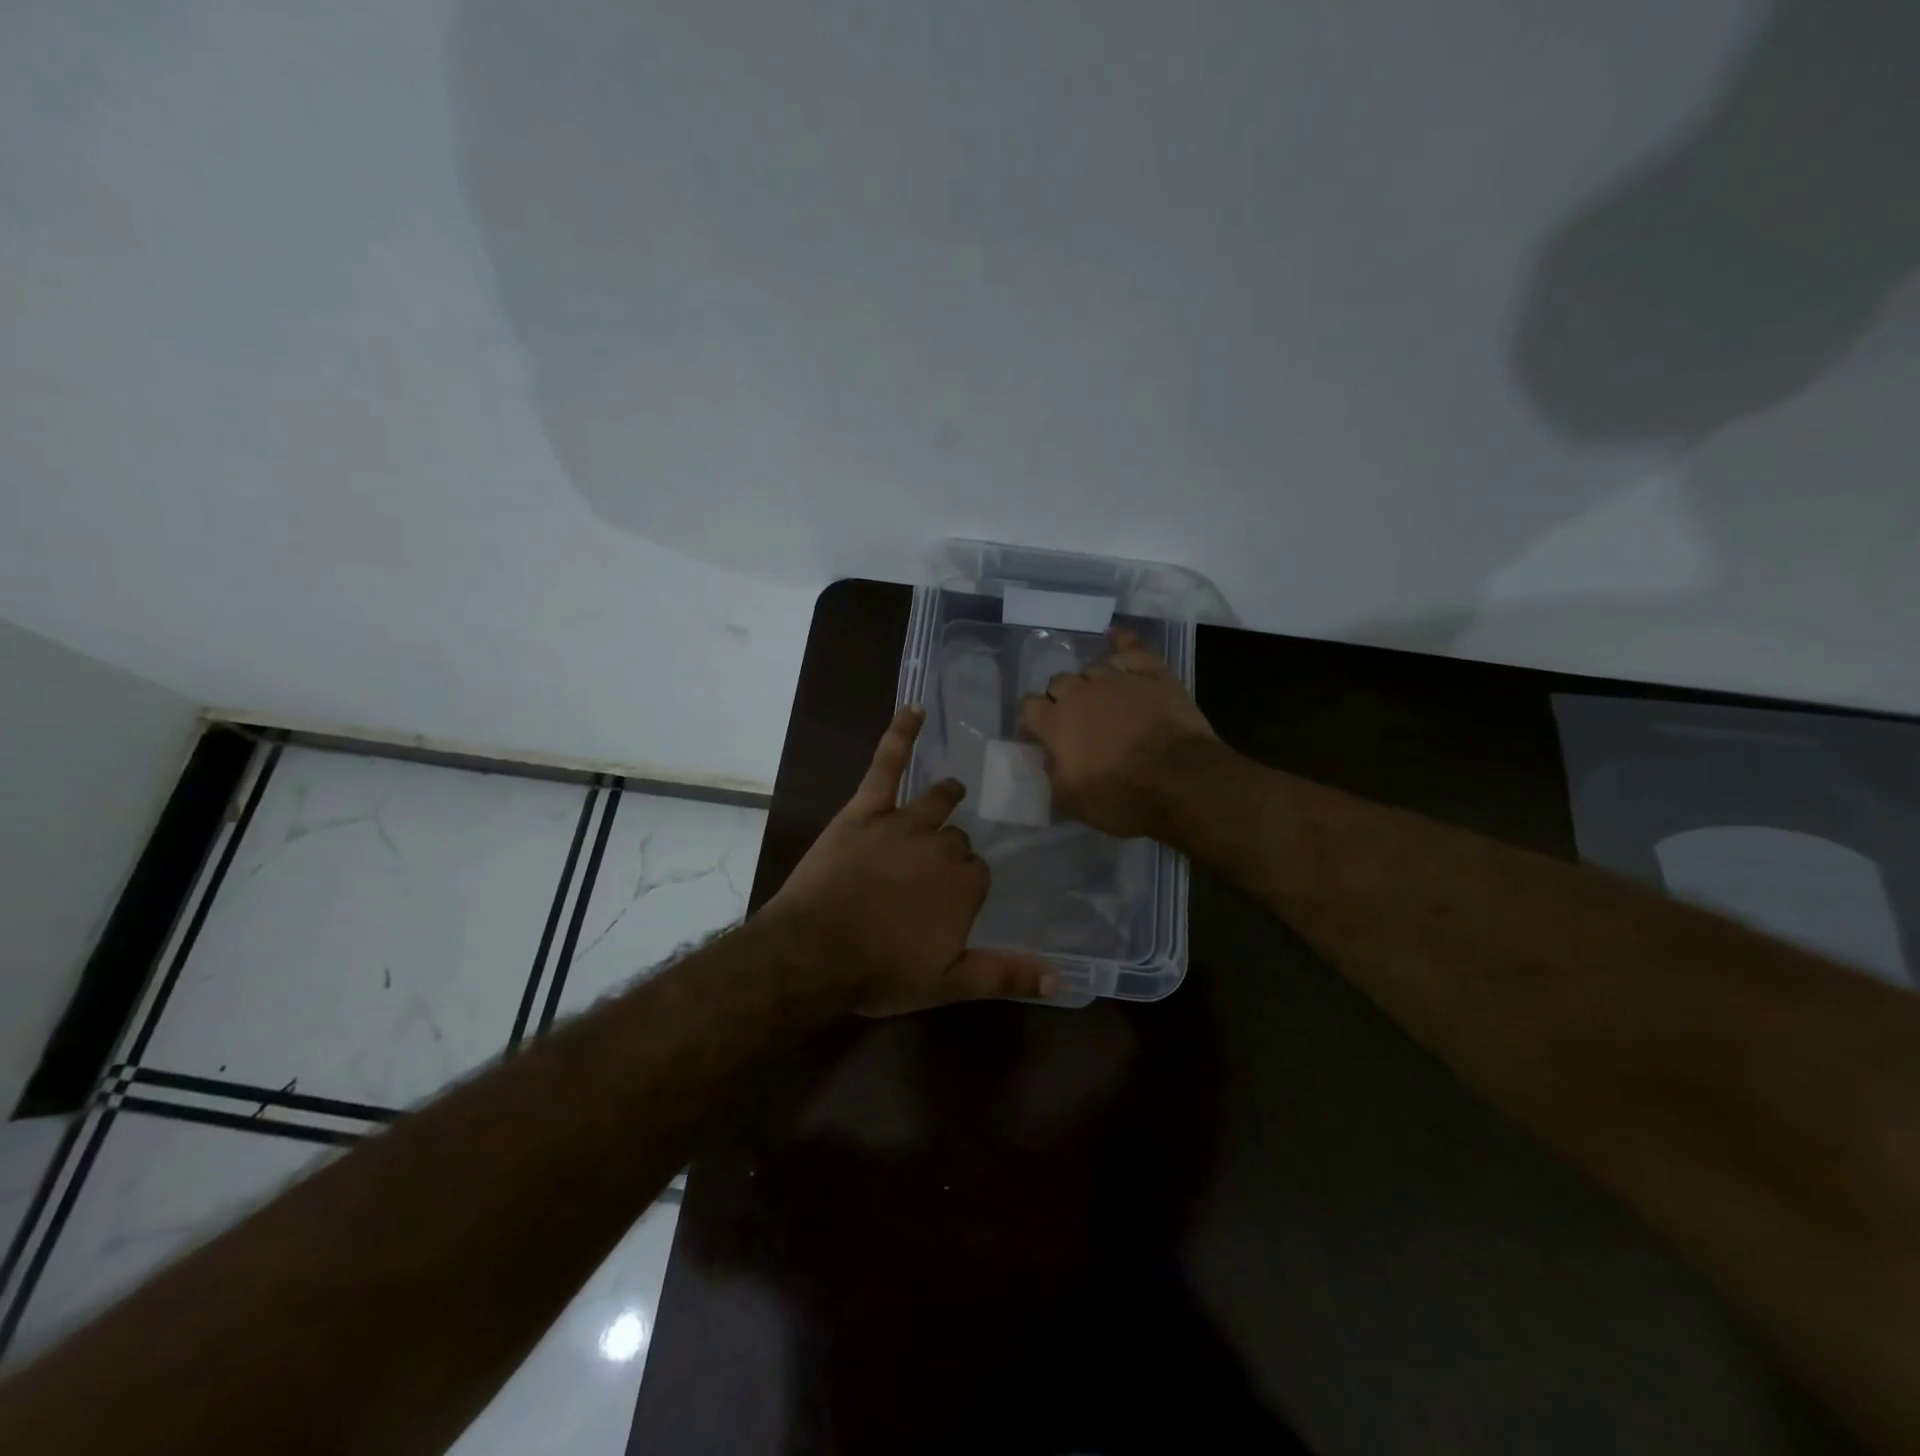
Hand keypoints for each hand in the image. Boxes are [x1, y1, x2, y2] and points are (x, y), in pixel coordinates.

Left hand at [767, 706, 1053, 1015]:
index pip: (978, 872)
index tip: (951, 900)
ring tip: (952, 791)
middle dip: (949, 851)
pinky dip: (901, 734)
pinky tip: (914, 709)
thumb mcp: (948, 984)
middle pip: (956, 839)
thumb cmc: (880, 971)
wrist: (814, 953)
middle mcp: (941, 846)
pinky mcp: (866, 809)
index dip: (965, 885)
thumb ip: (1004, 975)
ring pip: (934, 802)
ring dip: (945, 797)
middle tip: (931, 872)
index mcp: (964, 884)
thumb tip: (1061, 980)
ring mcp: (903, 822)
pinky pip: (887, 764)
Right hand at [1018, 627, 1216, 839]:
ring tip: (1106, 699)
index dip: (1035, 719)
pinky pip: (1131, 646)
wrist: (1181, 782)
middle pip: (1059, 682)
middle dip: (1063, 699)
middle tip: (1079, 721)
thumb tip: (1050, 754)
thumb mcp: (1073, 802)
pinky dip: (1122, 642)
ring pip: (1093, 668)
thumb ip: (1053, 772)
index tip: (1042, 734)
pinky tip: (1116, 637)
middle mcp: (1080, 693)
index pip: (1029, 706)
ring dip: (1093, 682)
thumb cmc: (1122, 798)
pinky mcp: (1151, 672)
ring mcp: (1116, 678)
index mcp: (1055, 723)